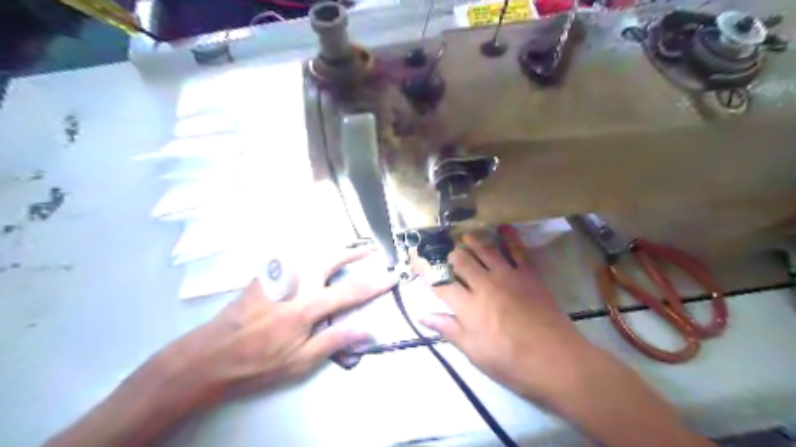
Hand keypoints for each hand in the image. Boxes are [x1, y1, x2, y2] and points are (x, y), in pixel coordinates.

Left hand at [166, 248, 395, 404]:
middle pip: (329, 259)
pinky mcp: (263, 277)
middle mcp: (294, 285)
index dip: (375, 284)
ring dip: (330, 248)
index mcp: (306, 308)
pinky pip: (289, 256)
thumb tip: (366, 328)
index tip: (391, 276)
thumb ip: (334, 341)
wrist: (210, 356)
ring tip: (345, 249)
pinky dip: (306, 252)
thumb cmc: (258, 363)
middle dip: (352, 252)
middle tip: (369, 249)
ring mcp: (276, 277)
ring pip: (308, 252)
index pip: (350, 292)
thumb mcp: (300, 361)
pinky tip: (310, 256)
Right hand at [414, 228, 592, 405]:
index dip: (424, 269)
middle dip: (448, 254)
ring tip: (464, 236)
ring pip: (485, 250)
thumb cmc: (510, 363)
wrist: (557, 361)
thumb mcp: (474, 352)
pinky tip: (504, 227)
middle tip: (444, 253)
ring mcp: (508, 277)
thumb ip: (448, 329)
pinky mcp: (529, 275)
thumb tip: (423, 316)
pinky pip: (518, 250)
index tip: (415, 259)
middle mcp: (484, 285)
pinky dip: (510, 237)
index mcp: (468, 307)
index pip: (439, 282)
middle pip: (460, 260)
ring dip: (472, 240)